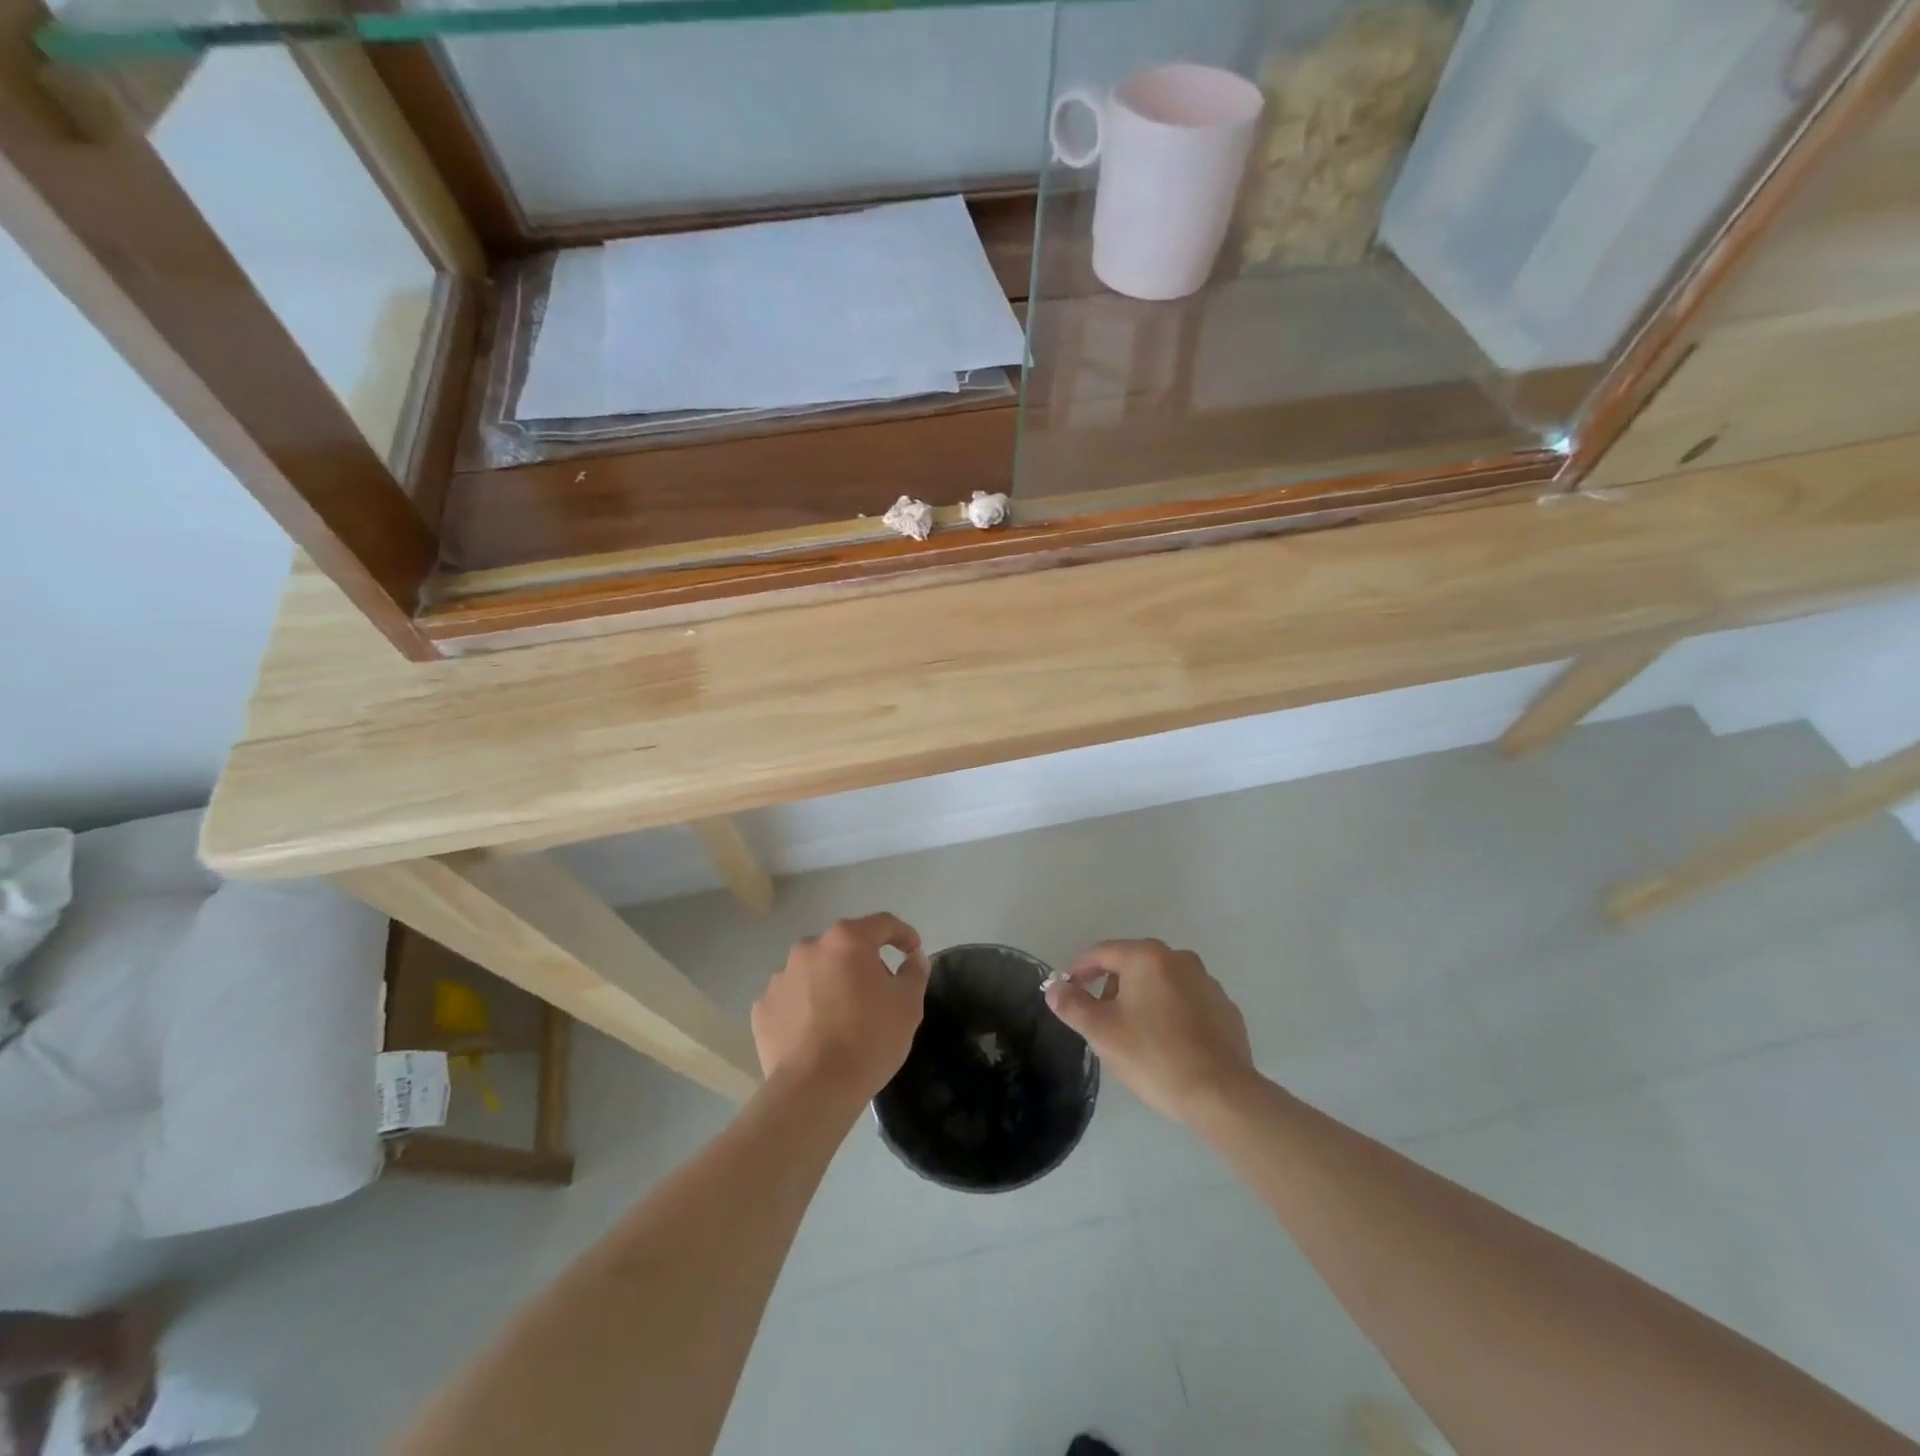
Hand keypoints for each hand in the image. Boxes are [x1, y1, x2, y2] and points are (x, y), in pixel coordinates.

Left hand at [752, 914, 929, 1109]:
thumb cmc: (868, 1039)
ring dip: (831, 983)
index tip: (913, 951)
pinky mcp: (762, 1007)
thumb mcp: (908, 1005)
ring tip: (843, 1016)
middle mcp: (810, 948)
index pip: (882, 924)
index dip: (903, 934)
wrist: (813, 1090)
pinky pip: (792, 998)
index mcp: (847, 940)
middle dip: (863, 962)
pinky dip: (805, 1007)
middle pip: (845, 946)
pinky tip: (815, 1032)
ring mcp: (781, 977)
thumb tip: (913, 958)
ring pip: (815, 971)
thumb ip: (914, 972)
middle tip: (879, 991)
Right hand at [1045, 939, 1256, 1123]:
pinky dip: (1171, 1015)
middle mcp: (1180, 959)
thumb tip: (1054, 988)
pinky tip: (1168, 1045)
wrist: (1221, 1095)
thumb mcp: (1102, 1031)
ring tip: (1135, 1037)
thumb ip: (1073, 1005)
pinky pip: (1187, 1003)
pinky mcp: (1226, 1009)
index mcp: (1147, 957)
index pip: (1102, 953)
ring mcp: (1208, 983)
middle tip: (1101, 1022)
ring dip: (1142, 1001)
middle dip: (1112, 988)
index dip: (1079, 970)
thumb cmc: (1154, 1056)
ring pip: (1161, 984)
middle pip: (1132, 965)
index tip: (1067, 992)